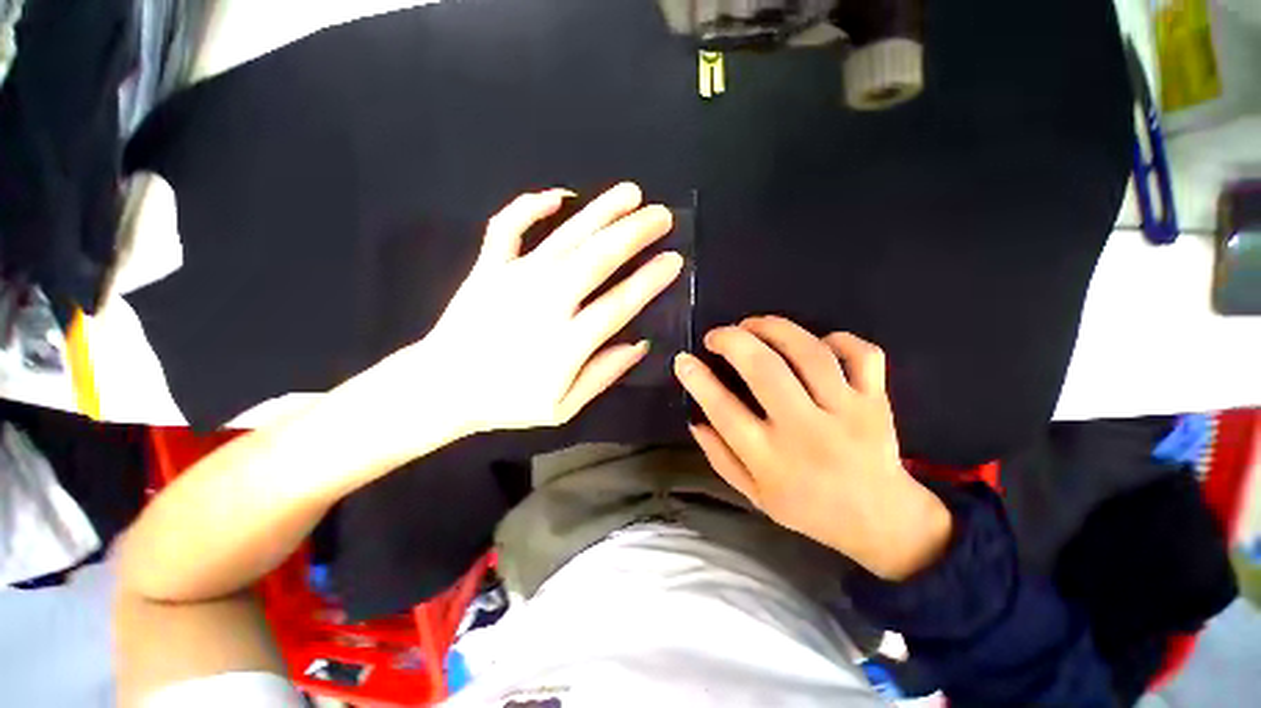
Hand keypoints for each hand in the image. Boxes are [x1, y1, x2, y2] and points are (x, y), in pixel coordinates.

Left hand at [412, 183, 681, 433]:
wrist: (442, 387)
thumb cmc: (508, 401)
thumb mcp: (563, 407)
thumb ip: (603, 374)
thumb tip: (640, 344)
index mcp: (566, 342)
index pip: (619, 303)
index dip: (650, 280)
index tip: (673, 259)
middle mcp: (545, 302)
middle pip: (598, 258)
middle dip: (635, 233)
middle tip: (662, 215)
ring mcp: (514, 278)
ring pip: (565, 236)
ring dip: (600, 211)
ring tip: (630, 193)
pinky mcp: (488, 267)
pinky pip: (508, 226)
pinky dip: (530, 205)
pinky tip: (558, 195)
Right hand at [674, 316, 951, 579]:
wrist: (882, 521)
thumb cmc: (808, 507)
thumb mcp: (754, 495)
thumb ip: (720, 457)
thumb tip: (694, 419)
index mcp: (772, 460)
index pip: (725, 411)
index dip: (698, 380)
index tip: (682, 359)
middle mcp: (807, 432)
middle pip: (765, 371)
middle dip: (733, 342)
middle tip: (716, 335)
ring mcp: (848, 412)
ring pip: (810, 354)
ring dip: (774, 329)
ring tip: (752, 325)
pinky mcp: (876, 400)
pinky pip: (861, 355)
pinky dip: (837, 339)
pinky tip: (814, 342)